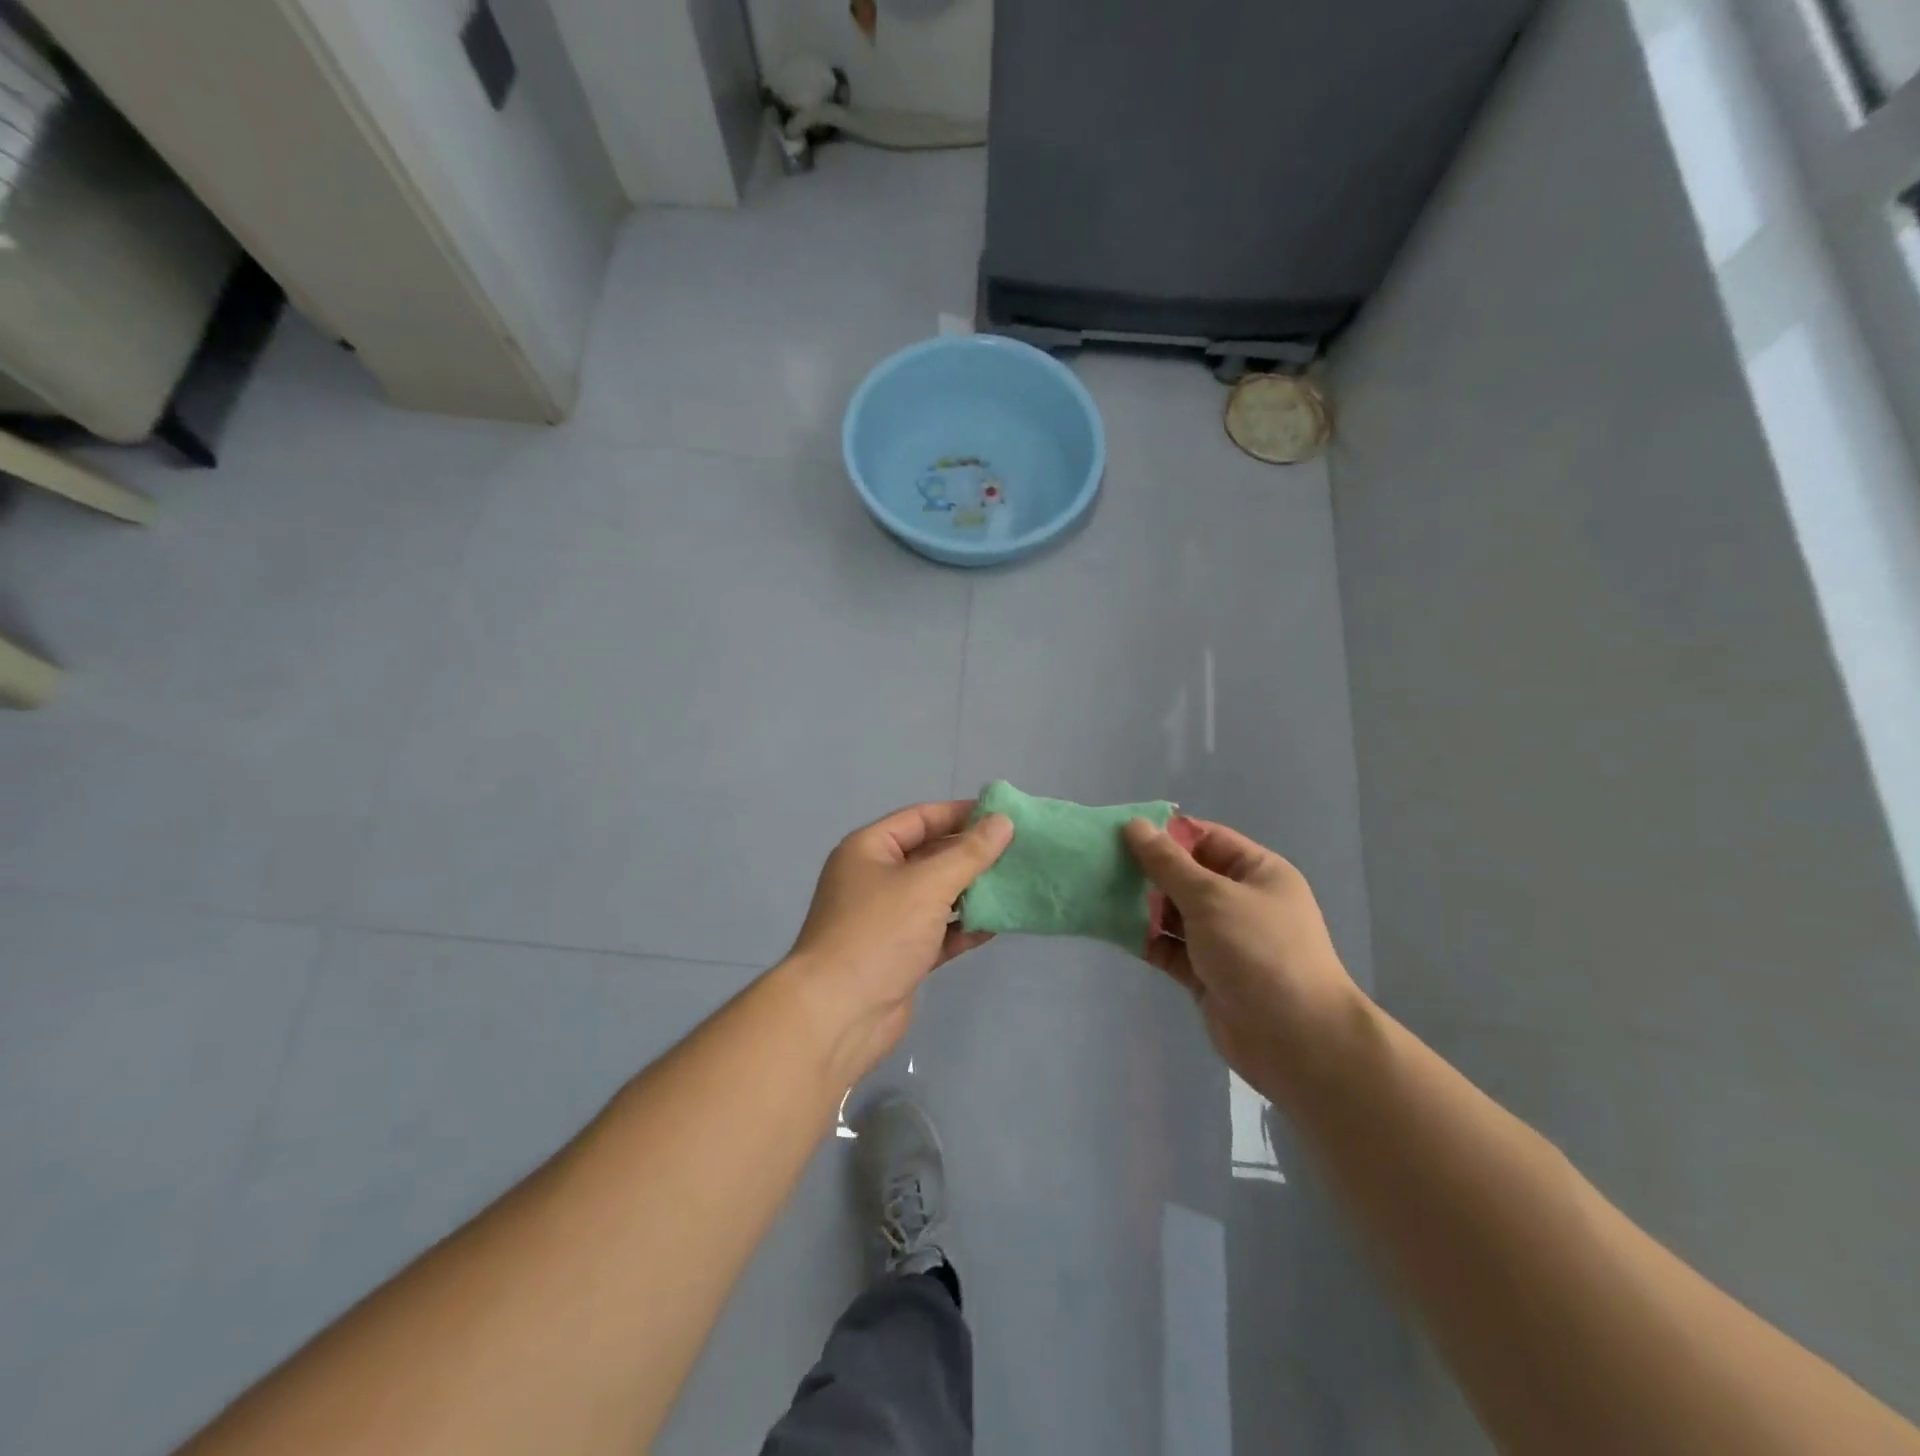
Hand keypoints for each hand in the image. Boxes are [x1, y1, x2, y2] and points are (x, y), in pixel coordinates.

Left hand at [786, 800, 1013, 1083]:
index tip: (1003, 815)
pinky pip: (939, 932)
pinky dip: (964, 927)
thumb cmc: (878, 933)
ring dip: (972, 891)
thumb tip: (1003, 821)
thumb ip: (969, 853)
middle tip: (1019, 850)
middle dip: (971, 854)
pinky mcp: (900, 955)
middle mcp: (875, 879)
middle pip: (930, 856)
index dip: (960, 814)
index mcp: (869, 849)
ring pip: (937, 895)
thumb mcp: (927, 884)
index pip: (921, 819)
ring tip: (1016, 883)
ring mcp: (887, 920)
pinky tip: (998, 924)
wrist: (838, 1015)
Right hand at [1123, 818, 1368, 1102]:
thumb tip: (1135, 826)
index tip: (1119, 831)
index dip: (1165, 833)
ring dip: (1141, 905)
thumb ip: (1168, 863)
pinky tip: (1111, 929)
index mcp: (1257, 873)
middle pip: (1186, 876)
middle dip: (1147, 870)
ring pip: (1175, 913)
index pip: (1206, 839)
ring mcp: (1224, 940)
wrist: (1296, 1041)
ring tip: (1098, 893)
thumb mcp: (1212, 897)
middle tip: (1099, 862)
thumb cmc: (1259, 952)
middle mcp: (1241, 902)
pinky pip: (1170, 948)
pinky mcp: (1207, 974)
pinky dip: (1146, 939)